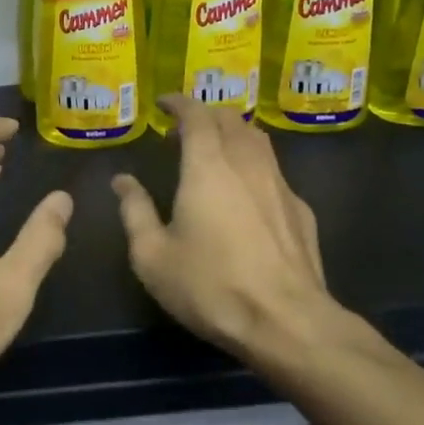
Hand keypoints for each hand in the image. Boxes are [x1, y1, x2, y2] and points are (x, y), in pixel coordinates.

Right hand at [112, 96, 339, 362]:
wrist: (286, 321)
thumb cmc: (210, 286)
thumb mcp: (152, 256)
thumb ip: (135, 211)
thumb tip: (122, 181)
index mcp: (207, 167)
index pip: (196, 116)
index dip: (179, 103)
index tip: (164, 103)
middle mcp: (248, 164)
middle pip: (231, 119)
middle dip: (207, 114)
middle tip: (186, 128)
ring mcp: (281, 185)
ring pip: (258, 140)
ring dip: (234, 134)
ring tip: (217, 150)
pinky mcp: (301, 210)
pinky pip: (275, 171)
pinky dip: (255, 166)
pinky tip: (248, 193)